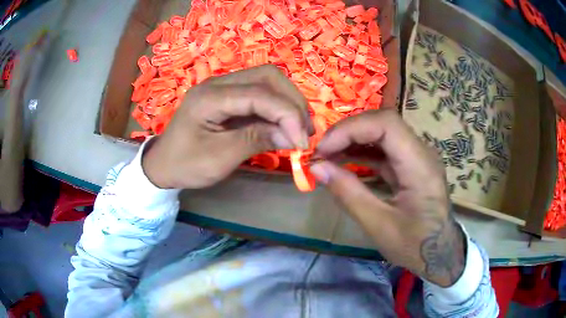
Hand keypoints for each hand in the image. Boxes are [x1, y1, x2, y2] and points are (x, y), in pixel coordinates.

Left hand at [142, 65, 312, 188]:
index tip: (302, 141)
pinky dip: (277, 106)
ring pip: (267, 81)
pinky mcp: (228, 96)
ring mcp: (223, 86)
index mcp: (210, 97)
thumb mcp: (220, 158)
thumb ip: (257, 140)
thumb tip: (294, 136)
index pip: (260, 94)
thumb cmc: (186, 165)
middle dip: (292, 101)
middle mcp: (218, 83)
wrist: (163, 164)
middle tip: (304, 130)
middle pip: (268, 76)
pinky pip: (260, 93)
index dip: (287, 115)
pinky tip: (284, 123)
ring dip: (288, 102)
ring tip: (299, 127)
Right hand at [310, 110, 464, 286]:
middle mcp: (421, 153)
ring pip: (382, 133)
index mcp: (420, 166)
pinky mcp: (411, 164)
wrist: (440, 253)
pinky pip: (384, 149)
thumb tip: (316, 167)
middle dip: (348, 132)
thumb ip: (349, 193)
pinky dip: (362, 152)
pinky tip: (344, 161)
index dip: (350, 129)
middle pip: (383, 123)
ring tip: (327, 156)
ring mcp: (417, 157)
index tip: (323, 149)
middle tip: (321, 152)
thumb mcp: (379, 226)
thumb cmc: (415, 245)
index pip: (386, 124)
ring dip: (353, 140)